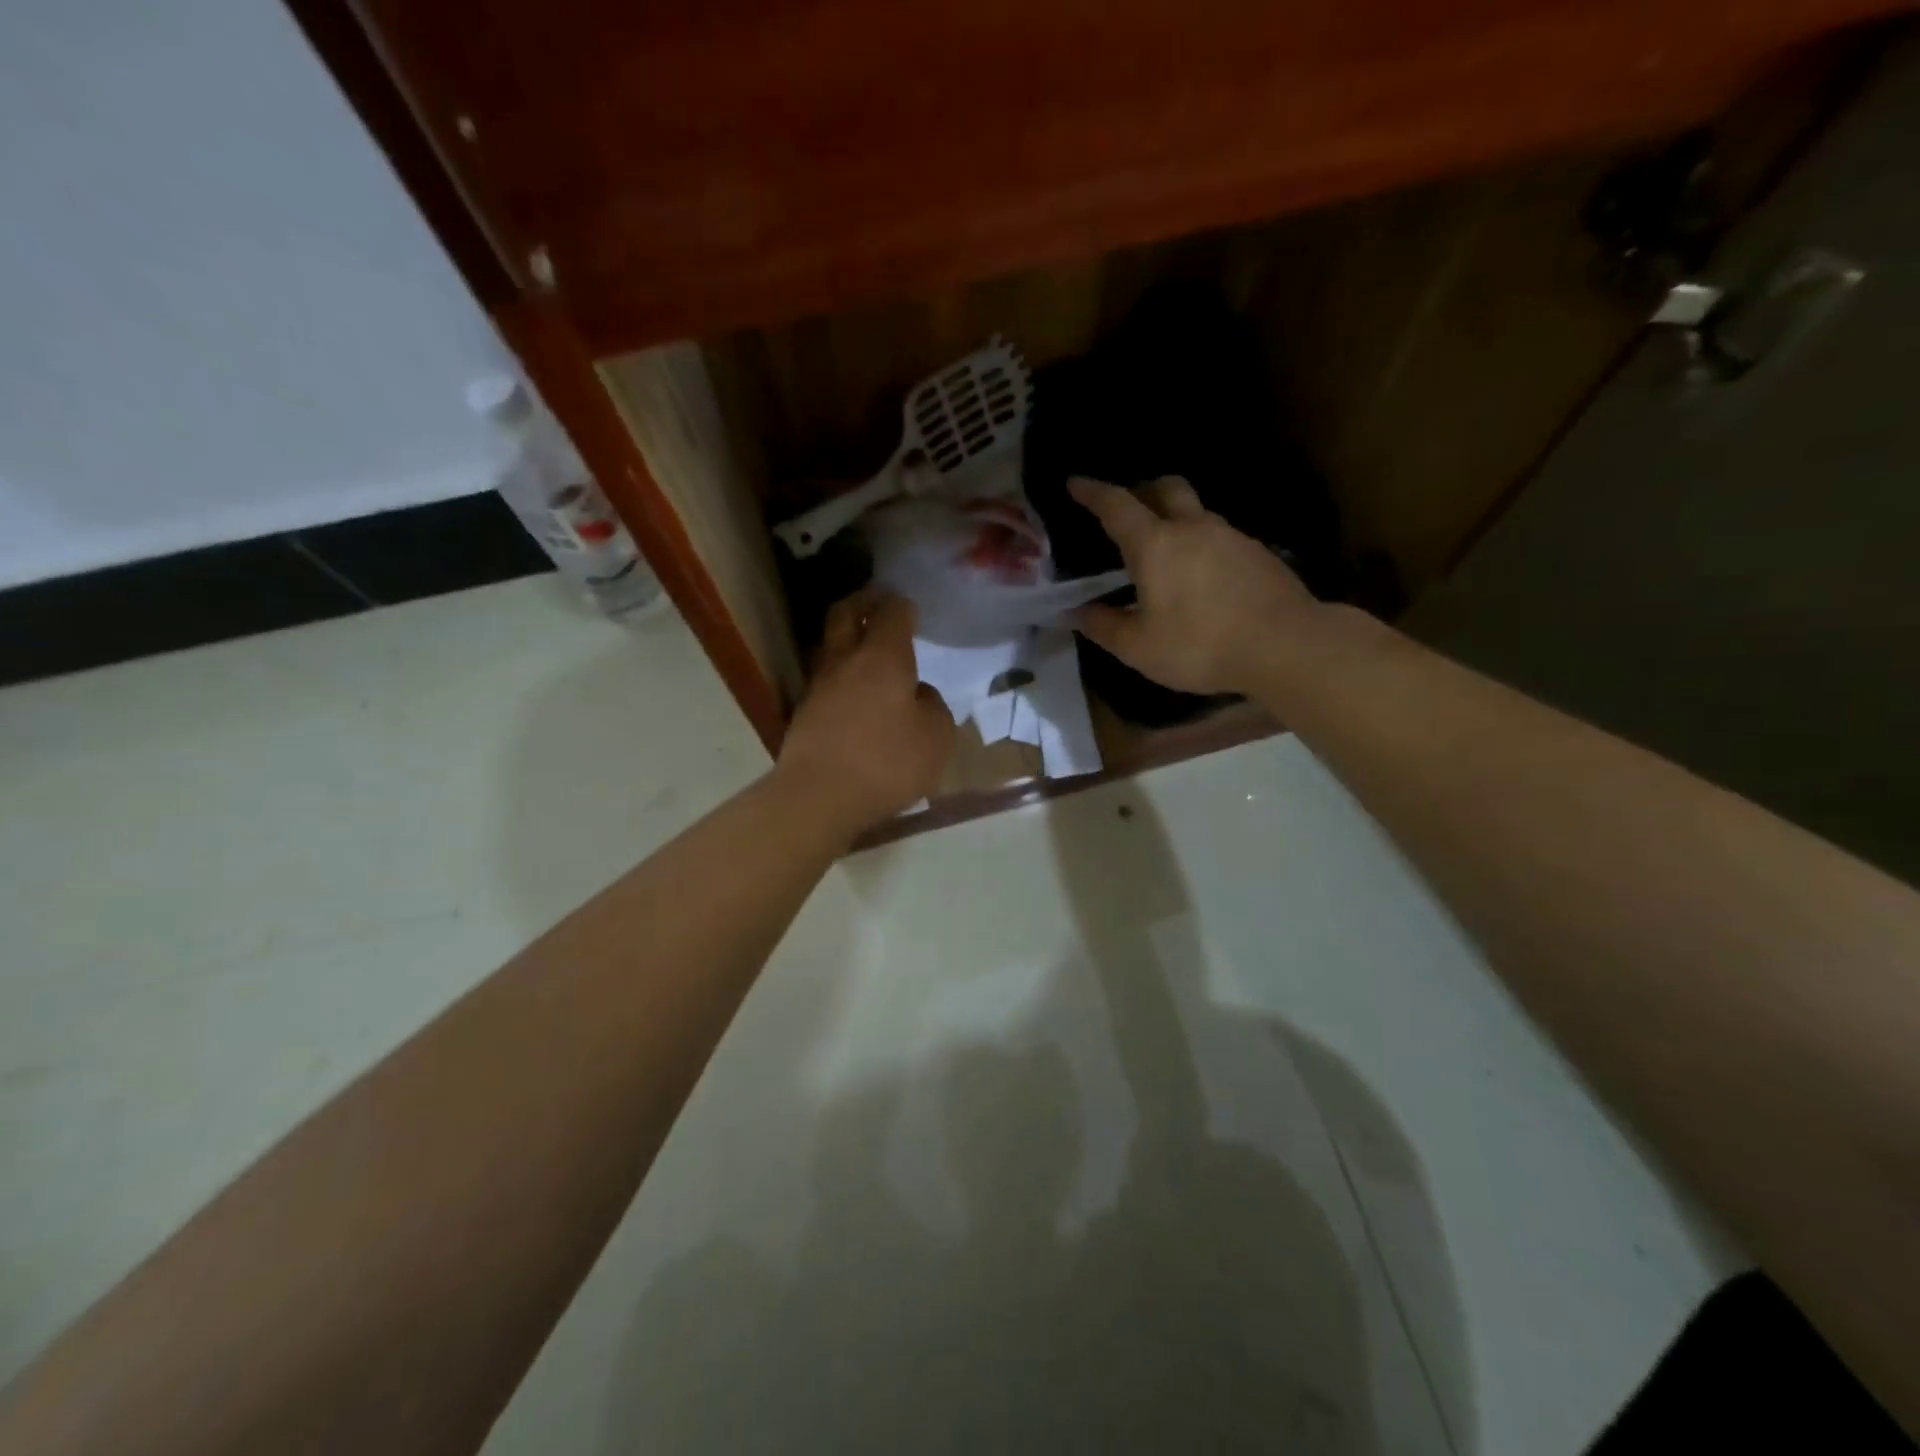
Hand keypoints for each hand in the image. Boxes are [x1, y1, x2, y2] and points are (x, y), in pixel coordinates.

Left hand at [777, 590, 955, 832]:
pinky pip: (824, 679)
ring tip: (865, 648)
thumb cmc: (887, 762)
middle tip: (878, 602)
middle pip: (846, 613)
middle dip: (863, 601)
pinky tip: (853, 691)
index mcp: (883, 656)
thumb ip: (933, 707)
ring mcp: (818, 685)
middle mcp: (846, 660)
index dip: (903, 606)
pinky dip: (839, 674)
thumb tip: (918, 695)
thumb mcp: (936, 737)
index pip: (892, 612)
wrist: (819, 795)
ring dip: (846, 638)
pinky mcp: (803, 712)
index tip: (910, 609)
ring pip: (829, 645)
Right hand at [1070, 476, 1325, 695]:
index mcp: (1155, 545)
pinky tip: (1202, 576)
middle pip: (1166, 487)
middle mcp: (1193, 528)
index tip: (1075, 483)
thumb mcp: (1139, 647)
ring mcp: (1231, 537)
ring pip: (1197, 512)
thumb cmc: (1200, 646)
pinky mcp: (1258, 554)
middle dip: (1142, 489)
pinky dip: (1202, 544)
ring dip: (1176, 518)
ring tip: (1165, 550)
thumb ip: (1103, 626)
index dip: (1092, 492)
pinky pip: (1221, 536)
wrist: (1285, 646)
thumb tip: (1076, 612)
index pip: (1116, 505)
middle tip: (1129, 507)